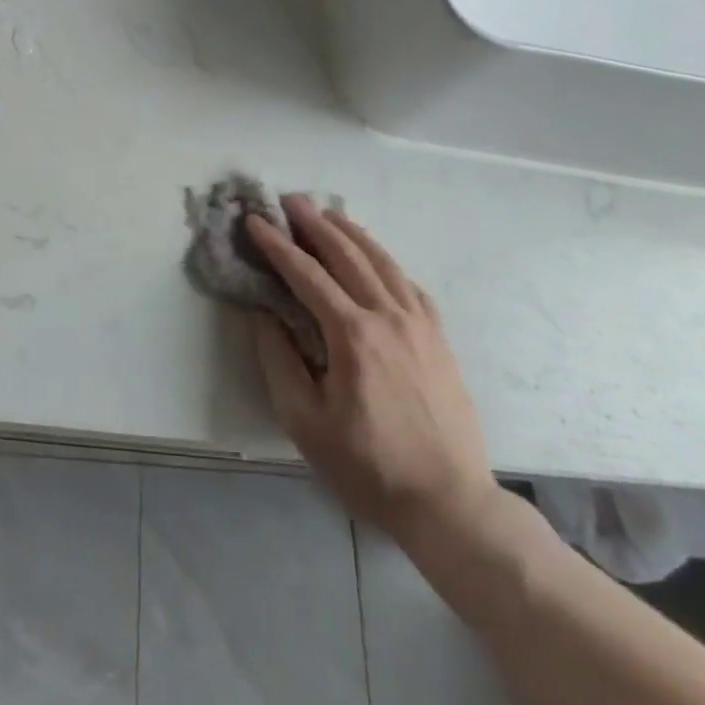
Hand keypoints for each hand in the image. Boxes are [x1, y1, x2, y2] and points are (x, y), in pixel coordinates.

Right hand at [249, 197, 497, 546]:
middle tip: (289, 200)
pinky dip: (385, 261)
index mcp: (352, 335)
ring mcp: (419, 324)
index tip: (255, 221)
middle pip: (347, 254)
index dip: (277, 245)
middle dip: (314, 223)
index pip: (306, 274)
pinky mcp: (438, 338)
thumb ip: (279, 361)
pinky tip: (375, 258)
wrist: (450, 504)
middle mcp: (387, 316)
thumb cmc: (369, 467)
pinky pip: (409, 284)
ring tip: (327, 213)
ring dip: (351, 232)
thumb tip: (263, 314)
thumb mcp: (305, 423)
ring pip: (382, 261)